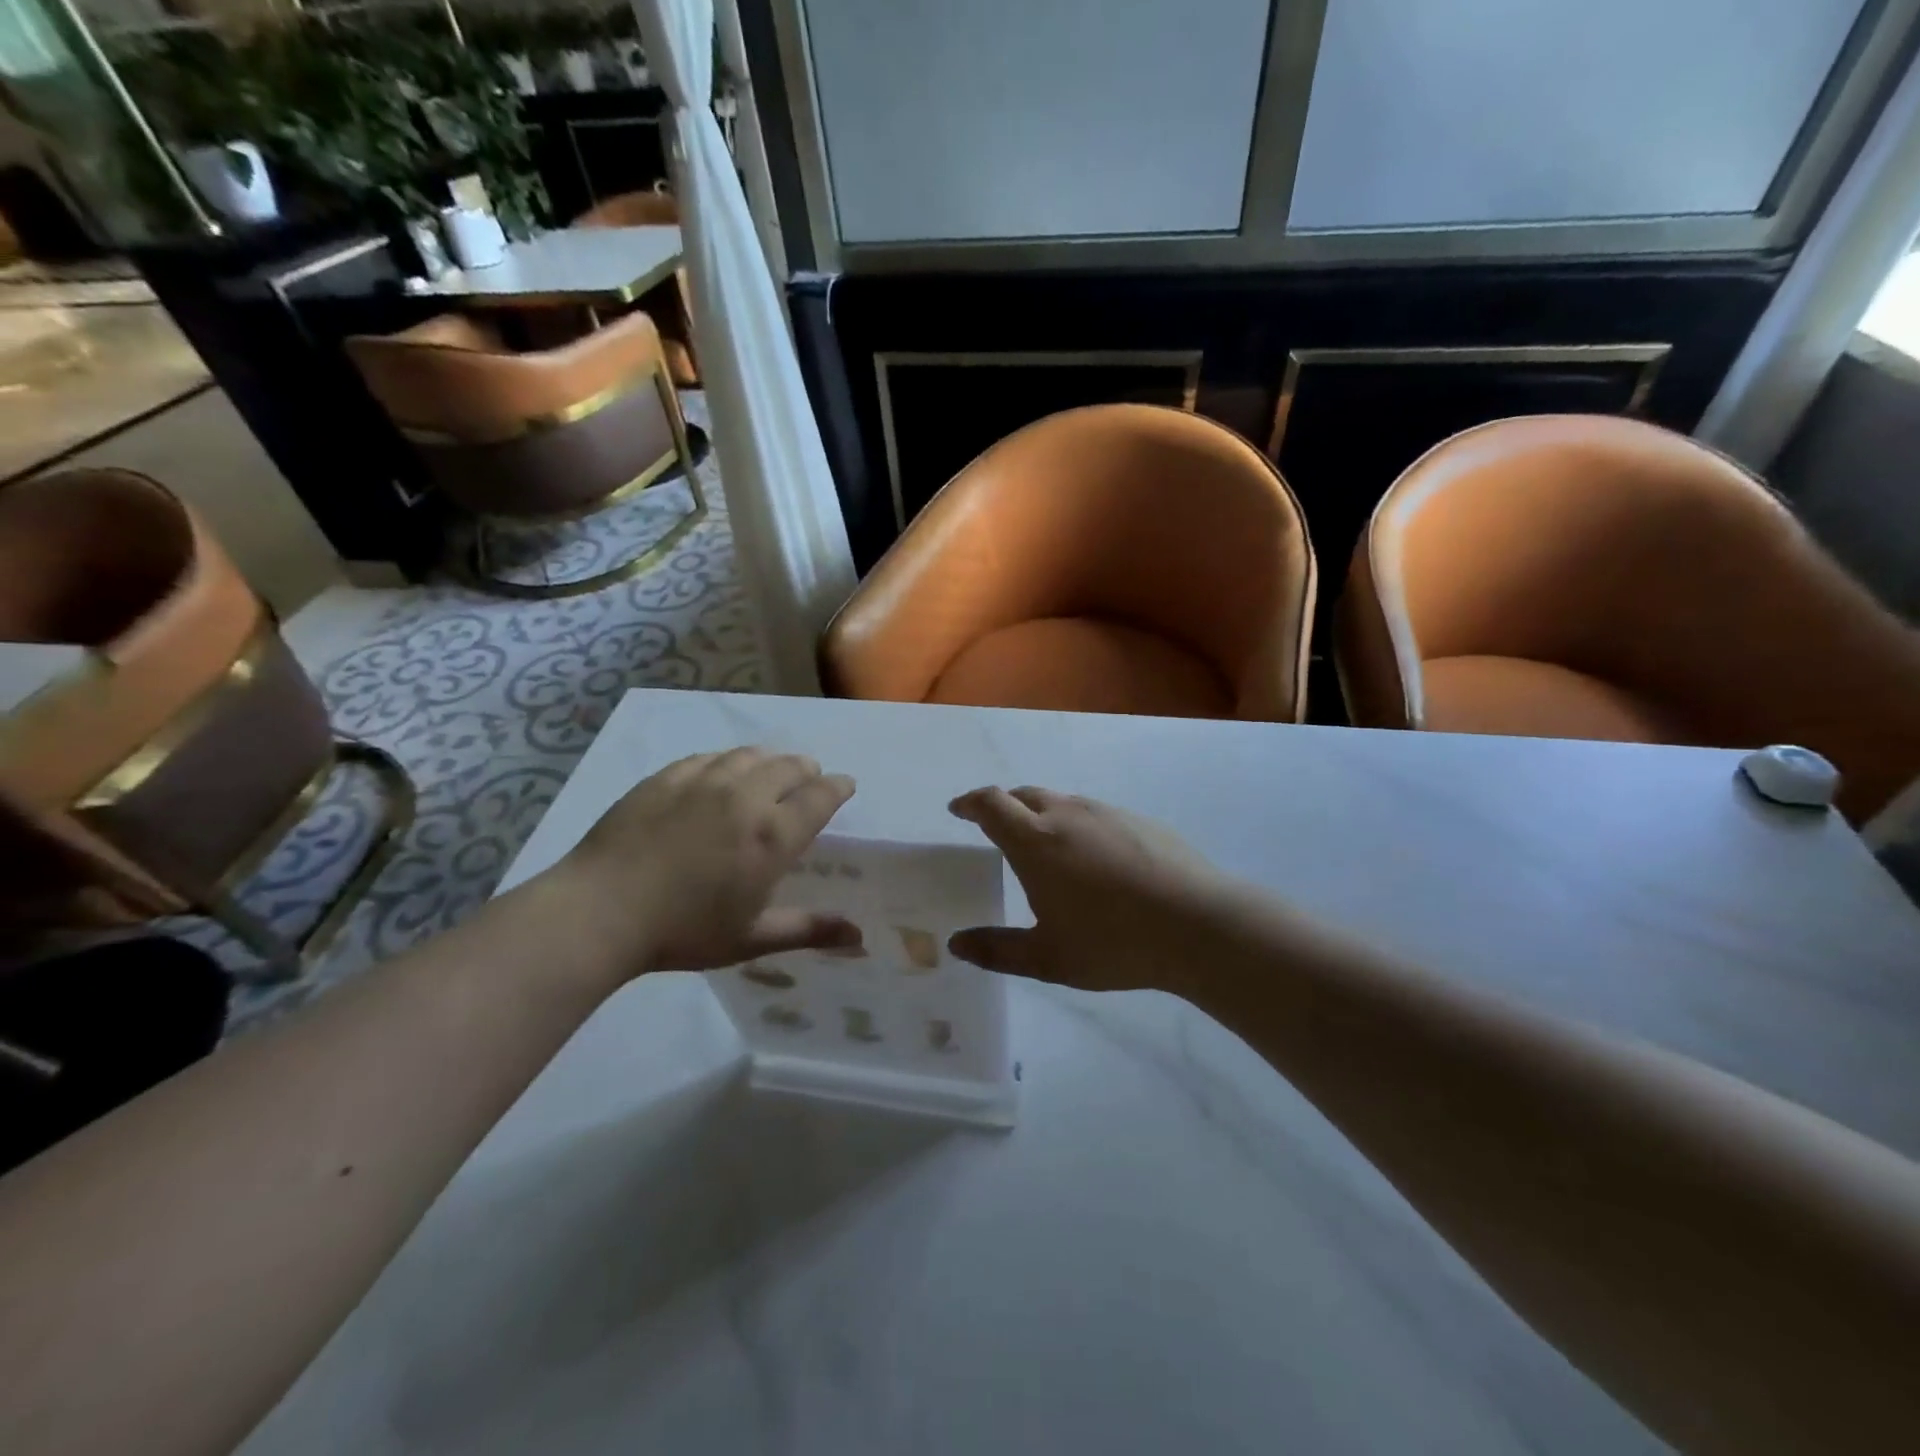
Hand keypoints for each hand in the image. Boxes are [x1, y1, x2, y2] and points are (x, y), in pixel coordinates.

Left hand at [548, 748, 860, 976]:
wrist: (600, 912)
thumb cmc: (683, 932)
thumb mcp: (752, 938)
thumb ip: (808, 930)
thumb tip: (860, 936)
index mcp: (772, 835)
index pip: (820, 797)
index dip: (838, 788)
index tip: (846, 785)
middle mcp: (745, 797)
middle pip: (789, 767)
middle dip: (807, 770)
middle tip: (810, 779)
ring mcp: (703, 781)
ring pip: (750, 756)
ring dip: (771, 760)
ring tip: (772, 769)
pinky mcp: (666, 778)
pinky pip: (709, 757)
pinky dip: (728, 761)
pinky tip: (722, 771)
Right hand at [946, 786, 1240, 995]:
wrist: (1198, 925)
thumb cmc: (1113, 943)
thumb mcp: (1047, 958)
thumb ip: (997, 950)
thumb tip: (956, 944)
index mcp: (1035, 841)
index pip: (991, 804)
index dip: (970, 803)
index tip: (958, 809)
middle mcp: (1067, 815)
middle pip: (1024, 795)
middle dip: (1003, 806)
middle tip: (996, 829)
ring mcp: (1107, 813)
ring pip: (1062, 802)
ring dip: (1042, 814)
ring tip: (1045, 847)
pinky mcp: (1139, 820)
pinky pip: (1094, 813)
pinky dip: (1077, 825)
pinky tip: (1094, 860)